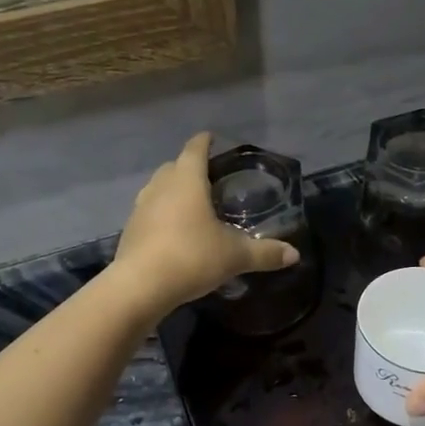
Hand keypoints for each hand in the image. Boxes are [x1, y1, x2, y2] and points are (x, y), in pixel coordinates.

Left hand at [111, 133, 298, 315]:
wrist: (140, 286)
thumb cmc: (191, 257)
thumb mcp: (235, 256)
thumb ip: (265, 253)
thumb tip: (294, 254)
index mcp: (187, 180)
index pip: (195, 149)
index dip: (205, 142)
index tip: (213, 139)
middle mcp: (160, 186)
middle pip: (174, 166)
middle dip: (190, 167)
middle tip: (210, 178)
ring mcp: (140, 207)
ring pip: (158, 189)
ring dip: (173, 191)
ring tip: (193, 205)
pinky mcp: (130, 230)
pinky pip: (149, 212)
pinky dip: (162, 214)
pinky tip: (174, 232)